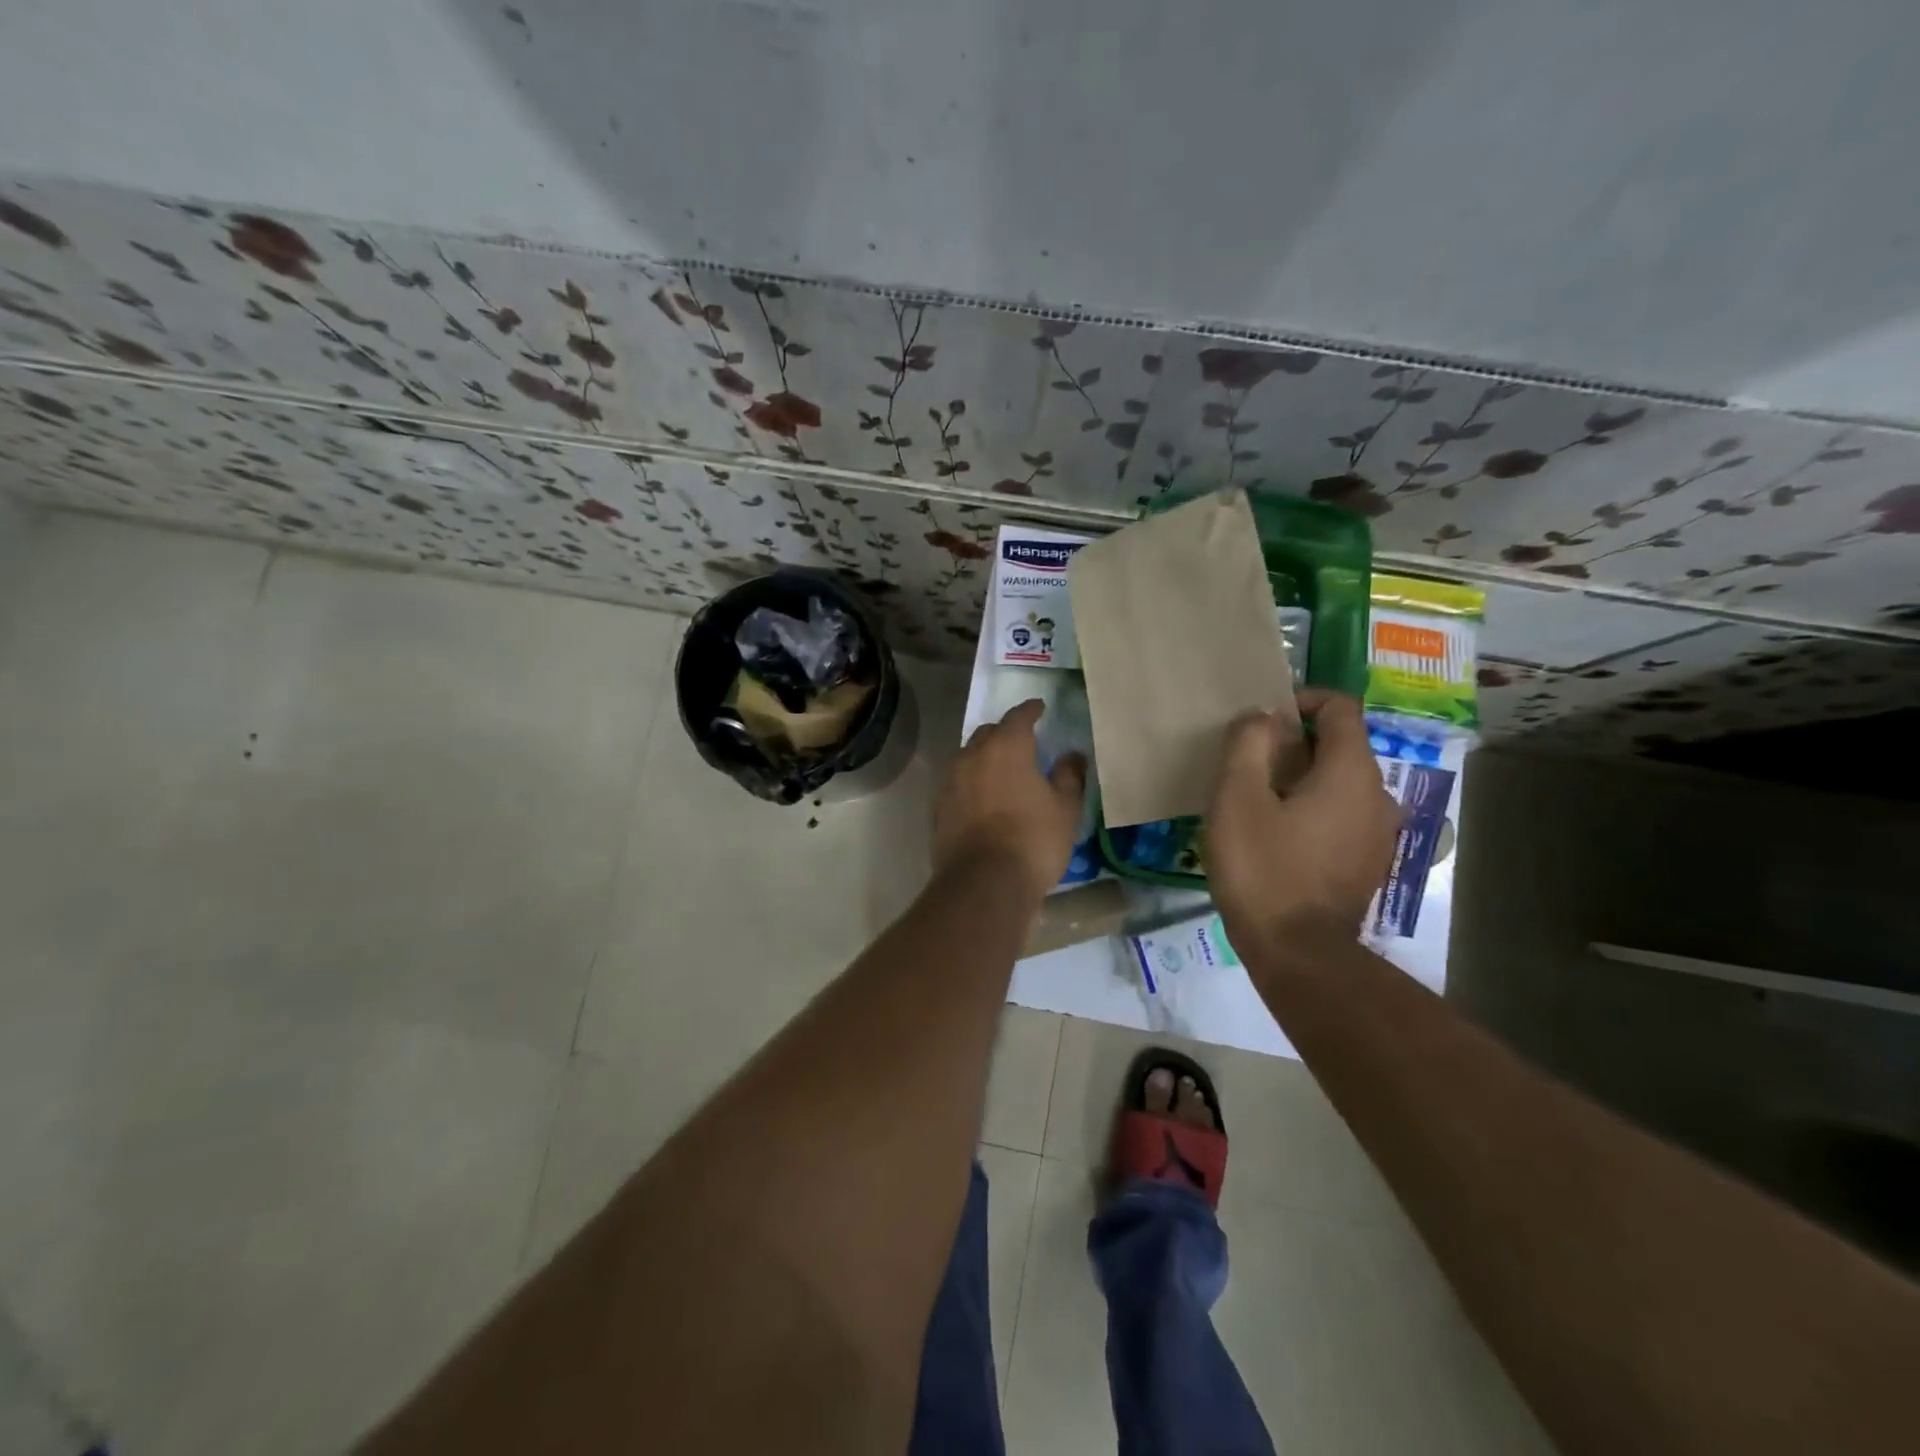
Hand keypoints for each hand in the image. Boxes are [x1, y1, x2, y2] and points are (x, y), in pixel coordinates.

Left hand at [934, 699, 1086, 900]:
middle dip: (1005, 732)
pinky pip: (958, 783)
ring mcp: (950, 781)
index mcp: (1006, 747)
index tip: (1040, 708)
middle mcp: (973, 755)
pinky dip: (972, 783)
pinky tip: (983, 798)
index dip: (1031, 710)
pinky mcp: (938, 807)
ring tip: (1001, 770)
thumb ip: (1069, 776)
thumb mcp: (1065, 809)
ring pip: (969, 757)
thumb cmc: (1033, 840)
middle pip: (988, 733)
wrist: (983, 883)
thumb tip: (1072, 755)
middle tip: (1022, 742)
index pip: (1018, 716)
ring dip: (985, 757)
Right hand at [1206, 690, 1400, 947]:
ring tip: (1256, 804)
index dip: (1301, 700)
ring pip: (1339, 785)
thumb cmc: (1263, 868)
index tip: (1262, 720)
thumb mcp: (1237, 798)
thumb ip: (1248, 743)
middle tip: (1246, 767)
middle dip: (1293, 745)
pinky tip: (1277, 839)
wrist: (1298, 954)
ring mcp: (1379, 834)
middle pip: (1339, 746)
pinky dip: (1312, 812)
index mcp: (1351, 772)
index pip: (1340, 707)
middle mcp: (1378, 795)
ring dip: (1301, 781)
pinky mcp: (1369, 864)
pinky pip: (1341, 817)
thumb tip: (1262, 716)